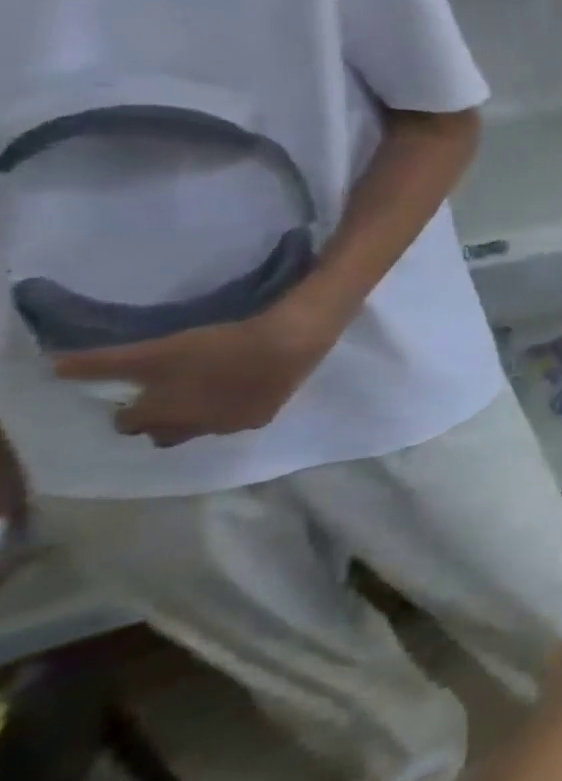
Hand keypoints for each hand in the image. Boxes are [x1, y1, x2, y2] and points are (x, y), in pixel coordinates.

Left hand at [51, 298, 340, 446]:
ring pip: (204, 429)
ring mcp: (231, 426)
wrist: (286, 345)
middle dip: (163, 419)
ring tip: (209, 390)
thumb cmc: (216, 348)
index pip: (126, 424)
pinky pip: (238, 420)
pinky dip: (234, 410)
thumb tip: (57, 368)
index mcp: (161, 417)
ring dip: (199, 416)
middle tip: (172, 394)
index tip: (138, 390)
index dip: (128, 408)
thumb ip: (104, 362)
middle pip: (164, 435)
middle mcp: (192, 429)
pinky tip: (242, 390)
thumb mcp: (154, 350)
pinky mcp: (263, 417)